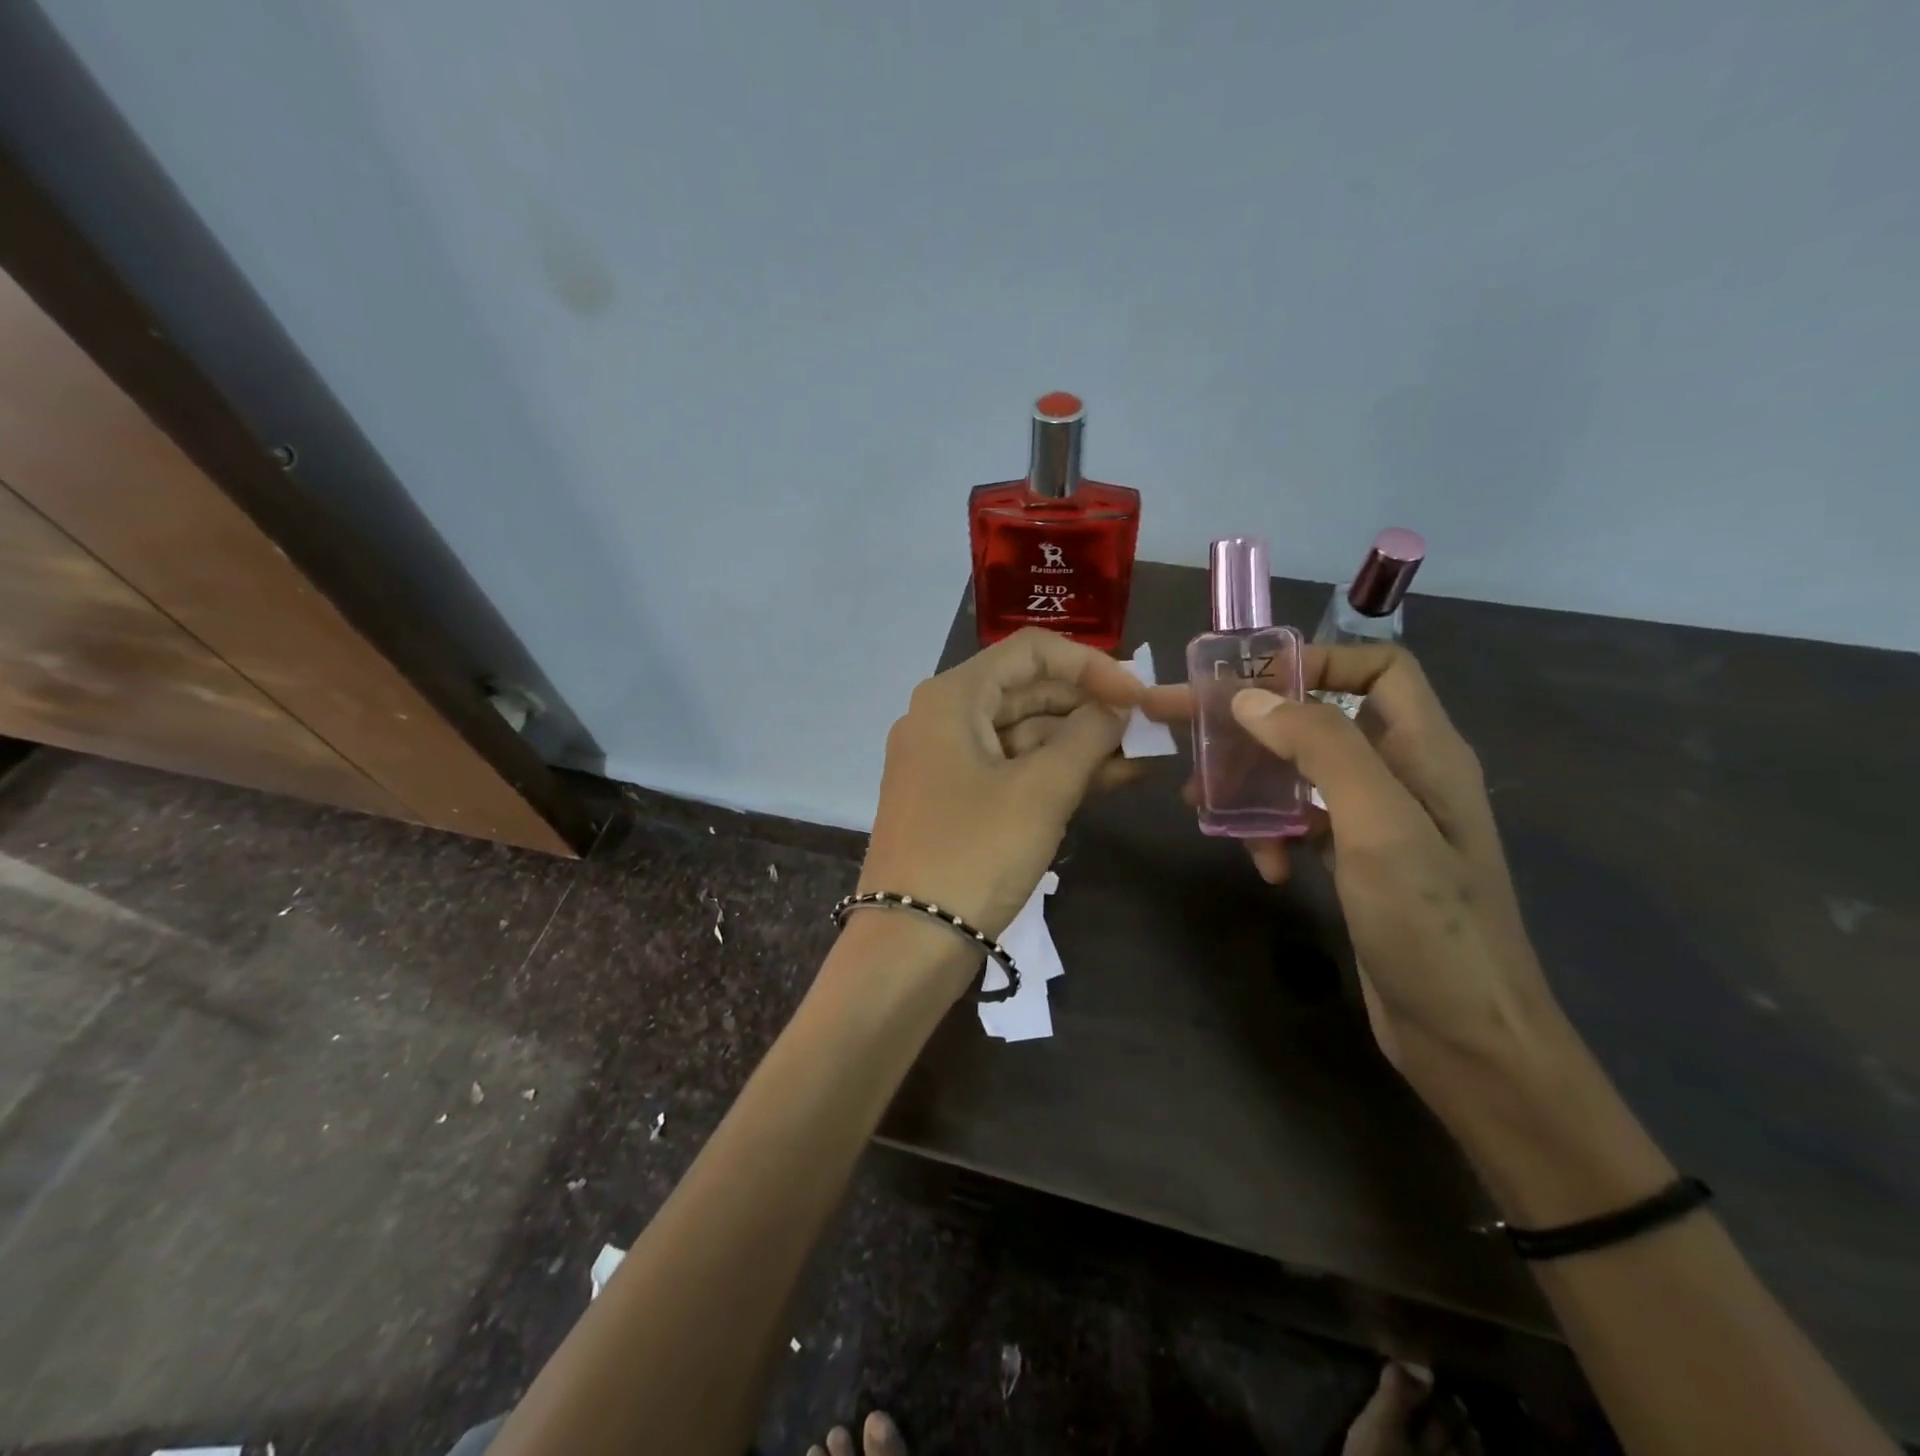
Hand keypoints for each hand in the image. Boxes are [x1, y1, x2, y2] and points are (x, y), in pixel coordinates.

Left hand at [859, 628, 1144, 948]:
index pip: (1030, 651)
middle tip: (1145, 727)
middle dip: (1088, 706)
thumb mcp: (1041, 790)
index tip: (1135, 695)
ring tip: (1140, 756)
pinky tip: (1108, 780)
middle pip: (1027, 691)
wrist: (910, 942)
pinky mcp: (956, 801)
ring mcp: (946, 762)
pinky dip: (1055, 773)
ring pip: (1023, 734)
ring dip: (1079, 743)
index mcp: (953, 697)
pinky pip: (1012, 770)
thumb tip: (1117, 707)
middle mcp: (943, 718)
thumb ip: (1088, 736)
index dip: (1089, 665)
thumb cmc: (974, 853)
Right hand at [1149, 646, 1558, 1105]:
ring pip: (1301, 773)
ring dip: (1254, 786)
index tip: (1248, 684)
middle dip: (1255, 726)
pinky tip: (1266, 868)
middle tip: (1188, 734)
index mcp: (1425, 751)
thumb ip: (1320, 749)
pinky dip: (1274, 834)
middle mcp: (1404, 775)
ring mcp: (1380, 822)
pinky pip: (1303, 822)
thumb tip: (1249, 699)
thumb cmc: (1431, 925)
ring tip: (1208, 811)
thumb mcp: (1379, 826)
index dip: (1317, 661)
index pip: (1378, 668)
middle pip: (1321, 720)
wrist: (1469, 1039)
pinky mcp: (1359, 862)